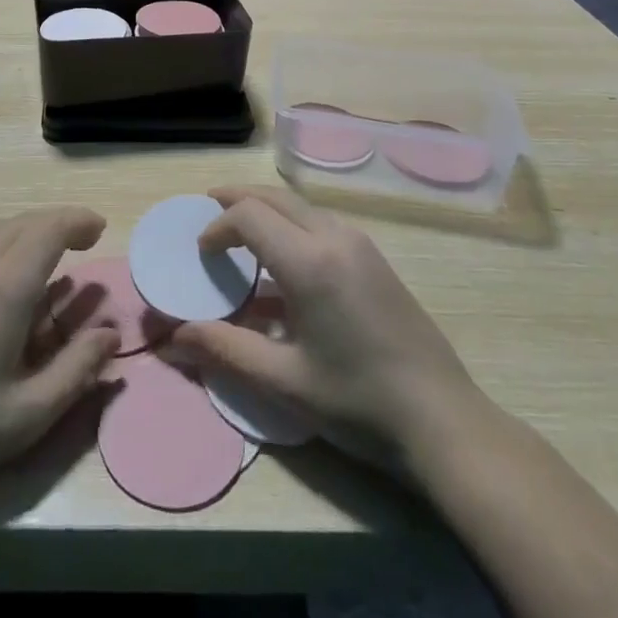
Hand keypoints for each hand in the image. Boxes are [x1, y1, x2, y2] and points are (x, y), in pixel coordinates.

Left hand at [0, 207, 119, 503]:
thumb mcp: (28, 414)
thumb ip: (77, 369)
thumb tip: (112, 334)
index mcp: (6, 285)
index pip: (51, 229)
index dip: (79, 221)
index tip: (100, 230)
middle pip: (25, 221)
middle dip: (58, 224)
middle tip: (81, 242)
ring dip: (27, 231)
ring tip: (46, 256)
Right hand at [163, 185, 484, 474]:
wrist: (444, 421)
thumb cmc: (359, 403)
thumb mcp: (285, 382)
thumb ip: (226, 350)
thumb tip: (174, 339)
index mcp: (309, 262)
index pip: (248, 215)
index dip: (217, 226)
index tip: (201, 252)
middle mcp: (334, 237)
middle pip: (274, 196)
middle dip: (237, 199)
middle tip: (208, 209)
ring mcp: (360, 243)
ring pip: (300, 205)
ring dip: (266, 208)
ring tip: (242, 229)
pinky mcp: (375, 257)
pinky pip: (321, 221)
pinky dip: (291, 222)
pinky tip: (285, 258)